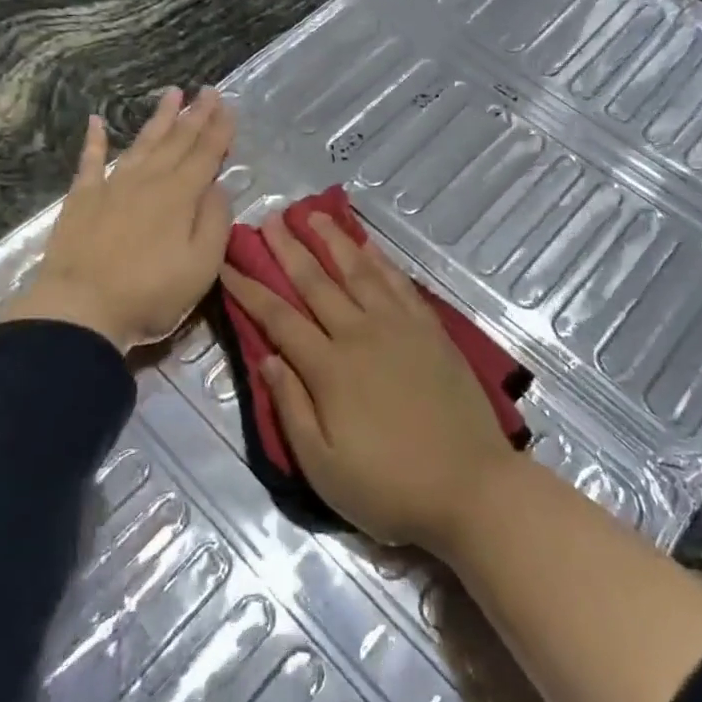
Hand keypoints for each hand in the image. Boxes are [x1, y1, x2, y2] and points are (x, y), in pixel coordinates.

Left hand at [2, 87, 234, 350]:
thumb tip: (219, 187)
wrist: (79, 308)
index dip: (219, 129)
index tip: (228, 105)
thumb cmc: (149, 293)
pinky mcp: (82, 198)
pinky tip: (96, 121)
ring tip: (172, 93)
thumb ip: (215, 222)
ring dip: (159, 118)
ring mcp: (112, 186)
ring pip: (142, 143)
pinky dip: (94, 140)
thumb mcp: (201, 266)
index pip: (206, 154)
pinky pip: (90, 161)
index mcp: (181, 196)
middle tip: (208, 90)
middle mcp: (149, 180)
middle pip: (177, 141)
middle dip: (195, 114)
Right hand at [220, 212, 513, 551]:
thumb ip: (291, 407)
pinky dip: (379, 259)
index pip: (279, 317)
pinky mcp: (430, 329)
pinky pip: (399, 282)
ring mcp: (399, 326)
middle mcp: (360, 334)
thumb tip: (265, 356)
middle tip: (268, 221)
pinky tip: (367, 244)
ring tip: (313, 214)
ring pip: (358, 271)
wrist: (472, 487)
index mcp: (329, 368)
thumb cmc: (389, 487)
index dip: (250, 289)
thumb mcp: (323, 466)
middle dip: (287, 249)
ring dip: (332, 240)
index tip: (229, 264)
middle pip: (316, 282)